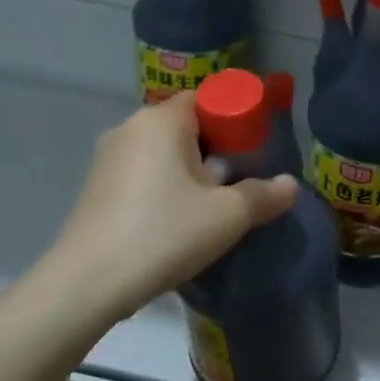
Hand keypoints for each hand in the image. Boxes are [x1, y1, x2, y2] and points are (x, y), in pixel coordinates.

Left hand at [50, 94, 298, 322]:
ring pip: (161, 151)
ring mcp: (107, 157)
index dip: (233, 119)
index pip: (205, 98)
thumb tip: (291, 186)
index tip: (251, 151)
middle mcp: (130, 128)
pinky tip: (172, 222)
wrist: (88, 282)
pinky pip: (141, 173)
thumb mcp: (227, 216)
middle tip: (235, 182)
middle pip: (184, 125)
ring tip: (207, 207)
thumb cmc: (164, 233)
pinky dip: (162, 186)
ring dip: (187, 170)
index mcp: (161, 120)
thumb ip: (264, 196)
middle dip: (213, 149)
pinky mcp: (95, 186)